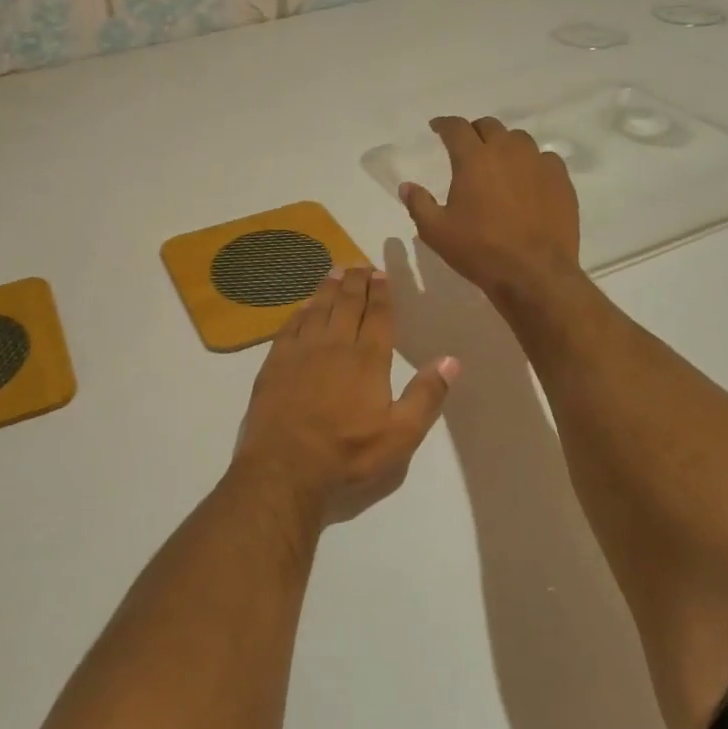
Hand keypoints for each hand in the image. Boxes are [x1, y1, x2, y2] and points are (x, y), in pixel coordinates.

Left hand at [232, 266, 457, 525]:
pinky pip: (291, 325)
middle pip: (347, 304)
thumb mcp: (400, 435)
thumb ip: (426, 395)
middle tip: (359, 262)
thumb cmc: (348, 453)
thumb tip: (452, 360)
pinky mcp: (275, 362)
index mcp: (368, 360)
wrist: (285, 466)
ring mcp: (301, 351)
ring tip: (336, 270)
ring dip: (329, 287)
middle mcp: (334, 345)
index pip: (378, 316)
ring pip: (318, 308)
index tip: (381, 273)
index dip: (382, 292)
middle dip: (356, 281)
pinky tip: (304, 305)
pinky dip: (301, 310)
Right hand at [401, 116, 581, 305]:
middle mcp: (507, 151)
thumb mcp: (436, 232)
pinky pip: (545, 159)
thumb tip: (407, 186)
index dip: (444, 124)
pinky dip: (531, 162)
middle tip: (467, 146)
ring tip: (498, 162)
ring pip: (519, 139)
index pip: (456, 128)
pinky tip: (527, 179)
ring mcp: (538, 163)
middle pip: (489, 126)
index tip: (437, 128)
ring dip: (504, 144)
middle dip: (474, 131)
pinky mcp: (561, 180)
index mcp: (473, 159)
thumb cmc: (479, 250)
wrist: (534, 273)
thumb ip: (418, 204)